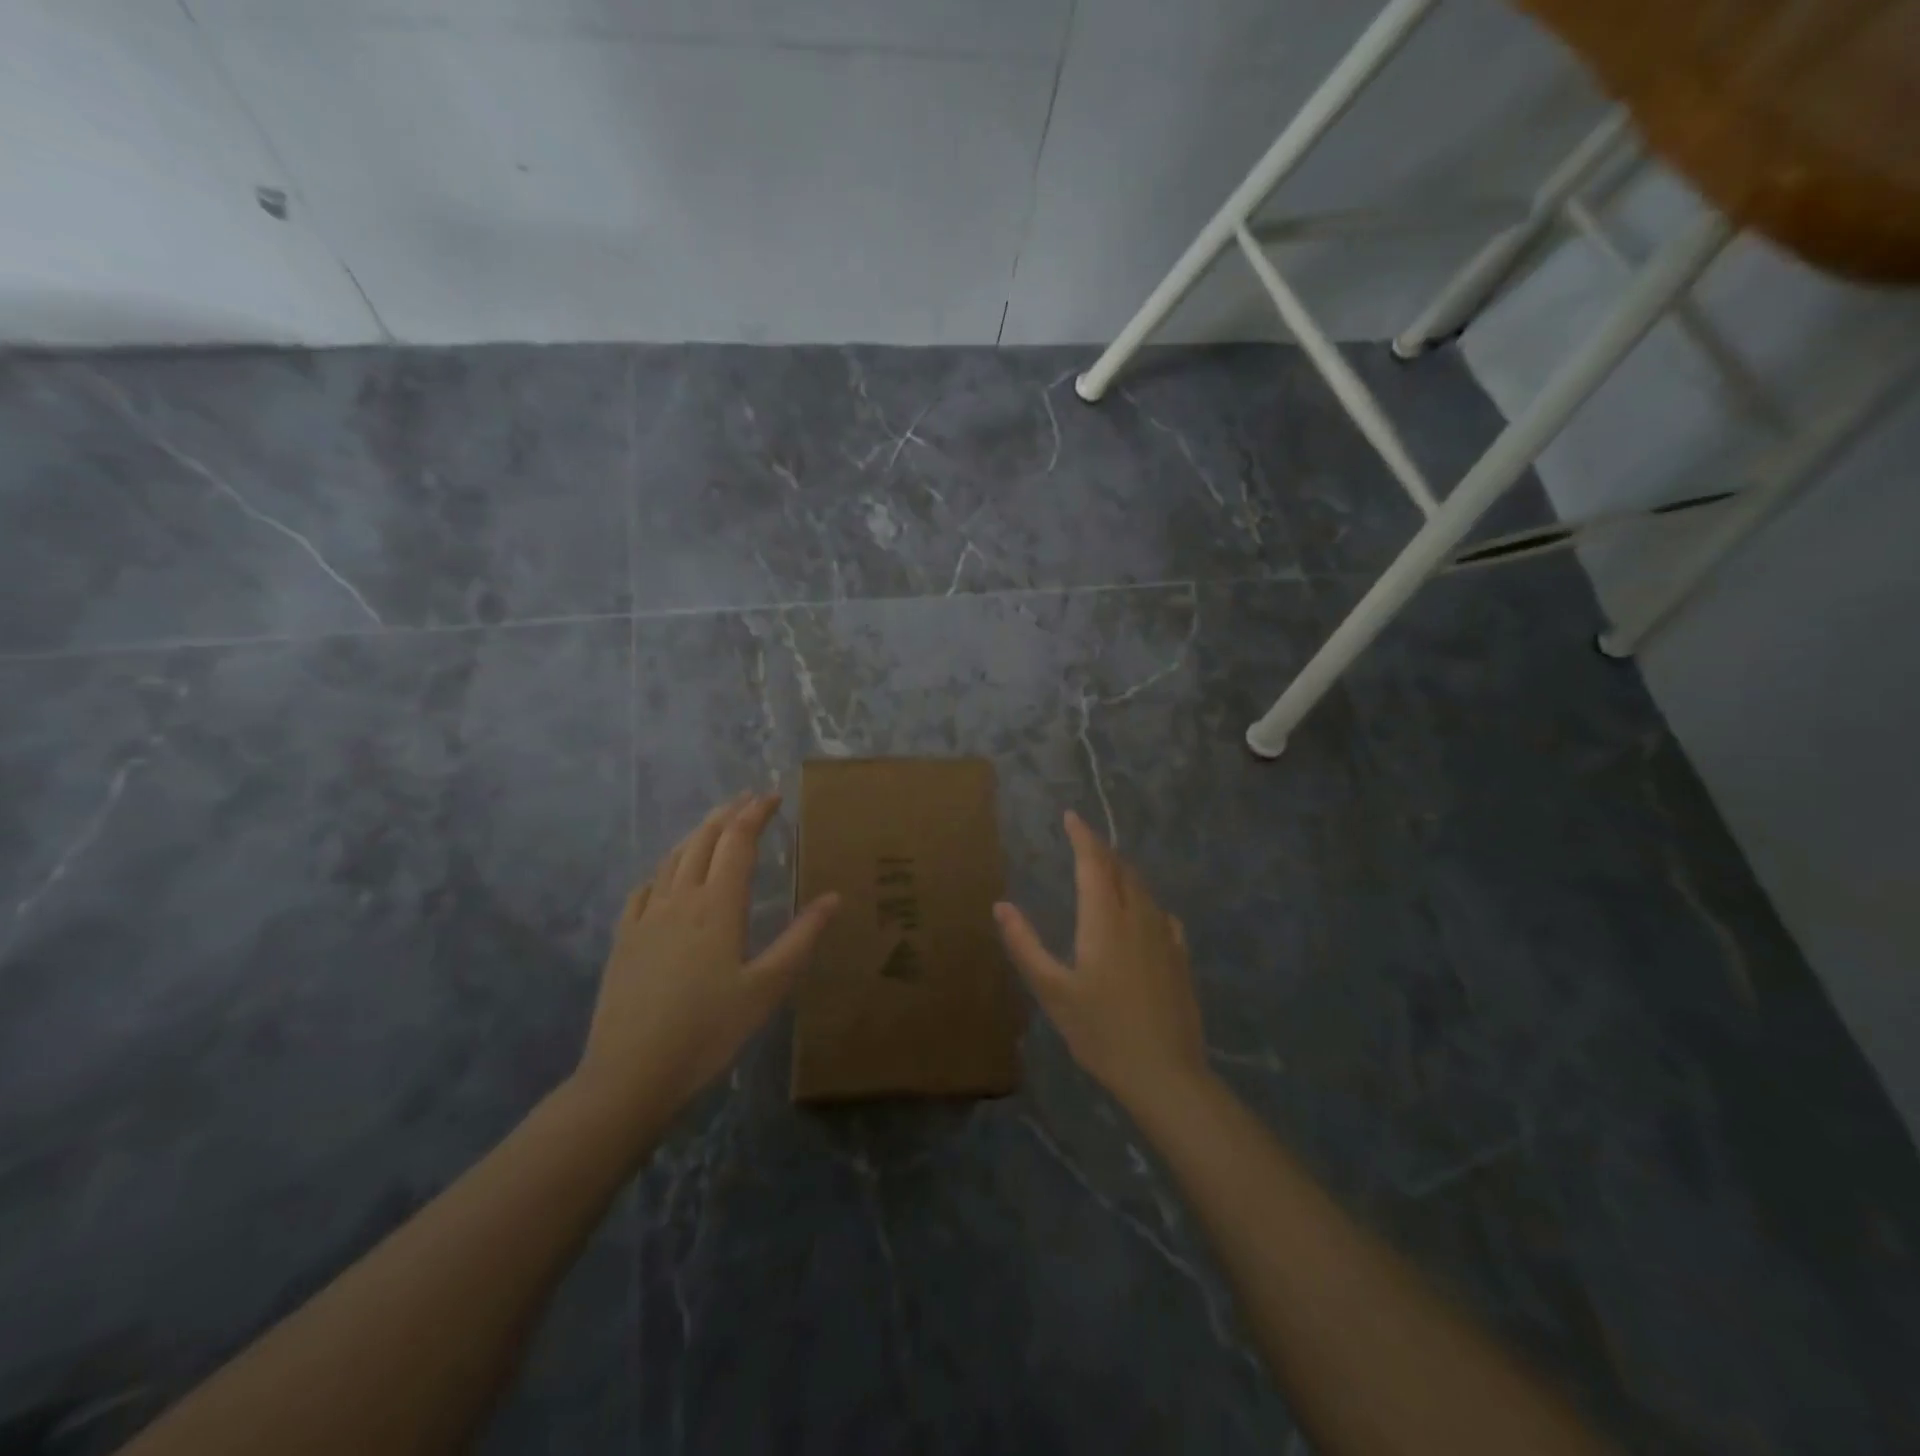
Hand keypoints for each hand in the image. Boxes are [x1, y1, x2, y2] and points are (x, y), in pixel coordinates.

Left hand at [574, 792, 839, 1126]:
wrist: (630, 1074)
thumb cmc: (709, 1031)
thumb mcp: (767, 988)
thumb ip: (801, 938)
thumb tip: (834, 897)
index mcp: (718, 906)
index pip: (738, 842)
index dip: (755, 814)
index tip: (773, 796)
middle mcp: (680, 899)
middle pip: (703, 840)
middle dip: (727, 814)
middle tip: (747, 799)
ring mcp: (646, 917)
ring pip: (673, 859)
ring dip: (696, 834)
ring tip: (714, 825)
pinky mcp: (624, 939)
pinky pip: (645, 887)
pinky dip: (664, 868)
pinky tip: (667, 876)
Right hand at [994, 811, 1207, 1114]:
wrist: (1166, 1074)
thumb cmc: (1101, 1032)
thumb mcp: (1053, 991)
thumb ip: (1025, 945)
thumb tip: (1001, 905)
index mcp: (1105, 920)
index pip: (1094, 863)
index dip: (1082, 836)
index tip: (1070, 816)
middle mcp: (1138, 917)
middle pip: (1121, 870)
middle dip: (1101, 851)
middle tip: (1082, 843)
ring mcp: (1165, 937)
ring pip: (1143, 889)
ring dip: (1123, 873)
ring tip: (1106, 872)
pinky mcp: (1181, 958)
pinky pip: (1161, 914)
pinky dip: (1144, 901)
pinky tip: (1142, 915)